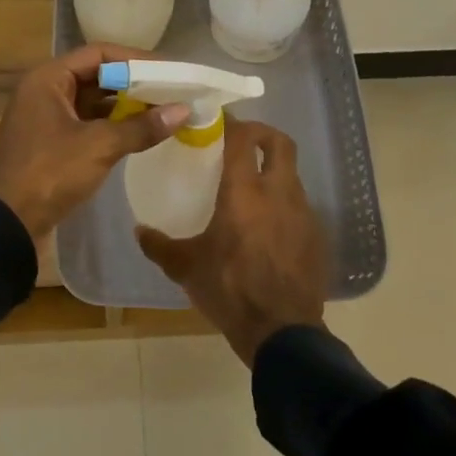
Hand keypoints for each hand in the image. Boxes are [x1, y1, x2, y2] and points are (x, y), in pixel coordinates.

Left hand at [0, 44, 190, 238]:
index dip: (135, 59)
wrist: (5, 223)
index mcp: (48, 79)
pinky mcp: (52, 143)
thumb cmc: (49, 172)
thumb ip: (141, 126)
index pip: (99, 53)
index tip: (168, 69)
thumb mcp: (98, 146)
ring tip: (164, 110)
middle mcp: (46, 91)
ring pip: (94, 102)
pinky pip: (88, 123)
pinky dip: (113, 126)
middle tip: (172, 90)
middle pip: (97, 76)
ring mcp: (47, 118)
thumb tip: (183, 110)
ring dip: (126, 105)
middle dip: (134, 83)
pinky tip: (141, 133)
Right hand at [136, 118, 327, 365]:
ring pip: (292, 175)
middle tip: (241, 141)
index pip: (243, 138)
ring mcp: (303, 214)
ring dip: (273, 171)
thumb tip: (139, 231)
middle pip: (280, 143)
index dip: (232, 123)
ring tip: (251, 188)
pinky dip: (284, 203)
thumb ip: (159, 245)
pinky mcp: (316, 236)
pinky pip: (300, 206)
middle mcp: (278, 193)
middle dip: (262, 134)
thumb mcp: (186, 268)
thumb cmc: (230, 289)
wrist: (282, 332)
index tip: (217, 122)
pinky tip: (268, 225)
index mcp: (245, 191)